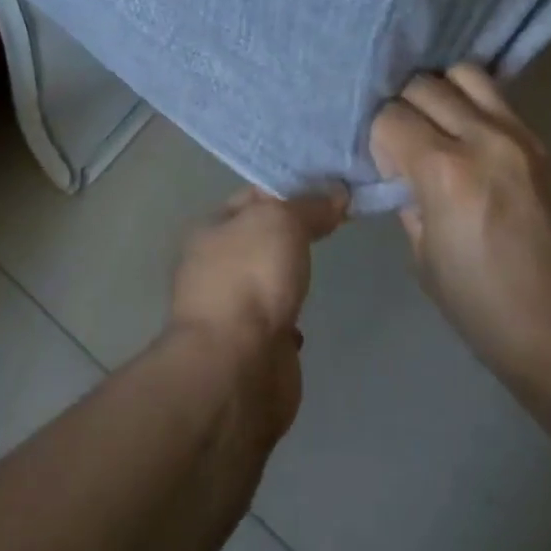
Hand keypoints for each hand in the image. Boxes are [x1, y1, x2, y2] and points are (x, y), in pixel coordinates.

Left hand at [168, 185, 347, 431]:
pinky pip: (275, 319)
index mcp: (212, 229)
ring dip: (290, 273)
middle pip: (261, 236)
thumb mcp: (282, 221)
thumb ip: (309, 205)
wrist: (237, 367)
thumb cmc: (251, 279)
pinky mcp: (251, 346)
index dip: (290, 186)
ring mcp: (231, 308)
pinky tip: (309, 314)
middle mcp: (215, 265)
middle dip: (294, 229)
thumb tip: (337, 194)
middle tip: (339, 218)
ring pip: (267, 278)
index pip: (253, 195)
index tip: (331, 184)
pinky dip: (291, 315)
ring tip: (326, 260)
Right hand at [370, 64, 550, 394]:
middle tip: (406, 144)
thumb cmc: (481, 305)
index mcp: (445, 172)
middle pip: (423, 85)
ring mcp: (520, 136)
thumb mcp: (423, 255)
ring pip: (465, 74)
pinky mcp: (543, 144)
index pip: (390, 117)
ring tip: (439, 126)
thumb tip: (402, 170)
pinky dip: (473, 105)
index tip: (386, 167)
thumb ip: (408, 198)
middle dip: (403, 108)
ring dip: (442, 93)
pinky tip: (469, 138)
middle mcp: (482, 139)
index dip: (379, 139)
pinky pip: (498, 100)